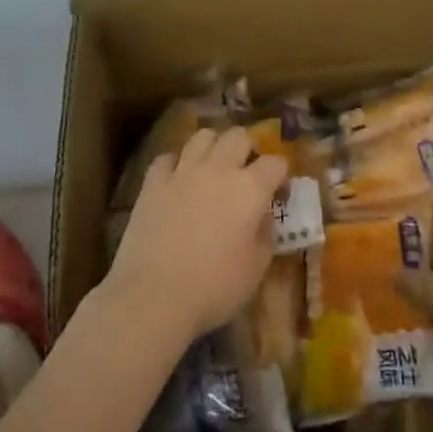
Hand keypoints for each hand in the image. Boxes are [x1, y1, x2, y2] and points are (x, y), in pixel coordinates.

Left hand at [101, 126, 287, 347]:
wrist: (154, 295)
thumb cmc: (215, 286)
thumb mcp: (257, 267)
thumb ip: (265, 234)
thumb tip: (263, 217)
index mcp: (250, 189)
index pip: (275, 163)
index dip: (280, 174)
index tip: (278, 191)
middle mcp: (218, 170)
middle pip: (238, 136)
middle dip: (248, 148)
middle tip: (247, 170)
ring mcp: (182, 173)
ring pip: (202, 136)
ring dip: (213, 146)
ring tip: (213, 166)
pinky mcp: (152, 184)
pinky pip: (166, 158)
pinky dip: (176, 164)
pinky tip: (177, 179)